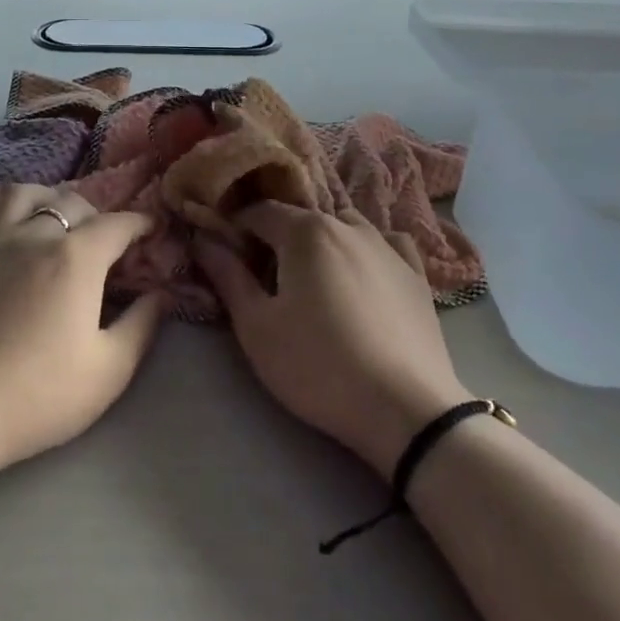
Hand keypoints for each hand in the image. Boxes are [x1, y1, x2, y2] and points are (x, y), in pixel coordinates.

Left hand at [0, 184, 161, 475]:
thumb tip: (163, 294)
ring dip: (42, 196)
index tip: (152, 230)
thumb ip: (142, 325)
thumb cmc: (37, 395)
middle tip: (103, 237)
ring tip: (50, 215)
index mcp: (75, 258)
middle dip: (95, 212)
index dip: (140, 223)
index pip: (117, 224)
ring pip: (17, 194)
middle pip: (69, 201)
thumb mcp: (109, 371)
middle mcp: (32, 236)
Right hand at [193, 204, 467, 473]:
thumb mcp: (256, 326)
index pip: (258, 211)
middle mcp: (349, 225)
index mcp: (306, 231)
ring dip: (321, 242)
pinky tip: (364, 274)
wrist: (406, 409)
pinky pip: (386, 244)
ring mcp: (389, 247)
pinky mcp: (417, 274)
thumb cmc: (317, 366)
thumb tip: (203, 239)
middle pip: (301, 218)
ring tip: (314, 279)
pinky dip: (366, 250)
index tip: (225, 254)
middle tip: (266, 278)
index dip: (235, 227)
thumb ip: (228, 276)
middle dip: (277, 237)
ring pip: (345, 226)